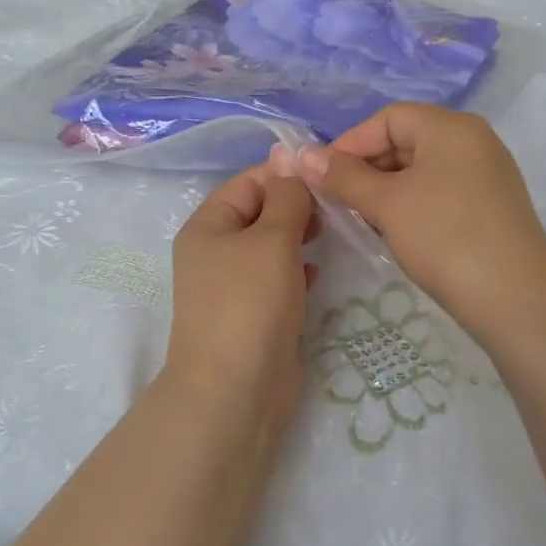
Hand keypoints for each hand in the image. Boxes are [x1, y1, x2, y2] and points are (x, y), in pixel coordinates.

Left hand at [164, 166, 317, 431]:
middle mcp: (215, 252)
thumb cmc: (249, 303)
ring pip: (271, 248)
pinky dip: (297, 271)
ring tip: (335, 232)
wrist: (235, 389)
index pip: (248, 183)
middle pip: (259, 214)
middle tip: (337, 206)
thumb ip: (286, 197)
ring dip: (300, 238)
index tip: (328, 175)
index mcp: (208, 226)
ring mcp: (233, 286)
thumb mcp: (272, 240)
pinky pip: (277, 280)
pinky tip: (319, 272)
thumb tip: (289, 156)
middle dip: (295, 207)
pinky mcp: (253, 315)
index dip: (285, 175)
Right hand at [282, 105, 545, 343]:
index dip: (349, 143)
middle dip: (366, 168)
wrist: (515, 297)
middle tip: (338, 202)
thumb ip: (343, 176)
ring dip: (385, 189)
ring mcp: (486, 173)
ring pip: (421, 169)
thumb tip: (303, 155)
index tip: (321, 177)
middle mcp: (473, 140)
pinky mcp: (491, 205)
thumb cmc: (445, 236)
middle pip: (406, 140)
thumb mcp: (386, 204)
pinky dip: (411, 203)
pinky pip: (440, 191)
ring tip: (362, 219)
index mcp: (450, 127)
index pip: (387, 118)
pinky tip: (395, 231)